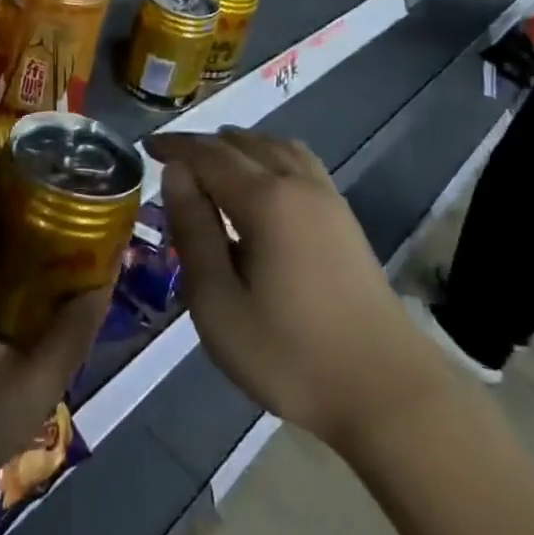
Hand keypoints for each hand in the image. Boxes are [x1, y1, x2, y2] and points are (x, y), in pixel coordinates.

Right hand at [146, 129, 450, 454]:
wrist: (387, 391)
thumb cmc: (290, 353)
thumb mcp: (218, 302)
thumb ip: (194, 231)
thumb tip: (176, 173)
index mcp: (264, 200)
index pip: (207, 154)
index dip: (174, 146)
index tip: (147, 146)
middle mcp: (296, 183)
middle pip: (241, 143)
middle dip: (201, 144)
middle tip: (170, 159)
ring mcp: (326, 197)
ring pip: (274, 146)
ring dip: (237, 146)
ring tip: (210, 163)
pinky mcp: (343, 216)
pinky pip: (298, 161)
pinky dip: (268, 155)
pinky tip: (261, 179)